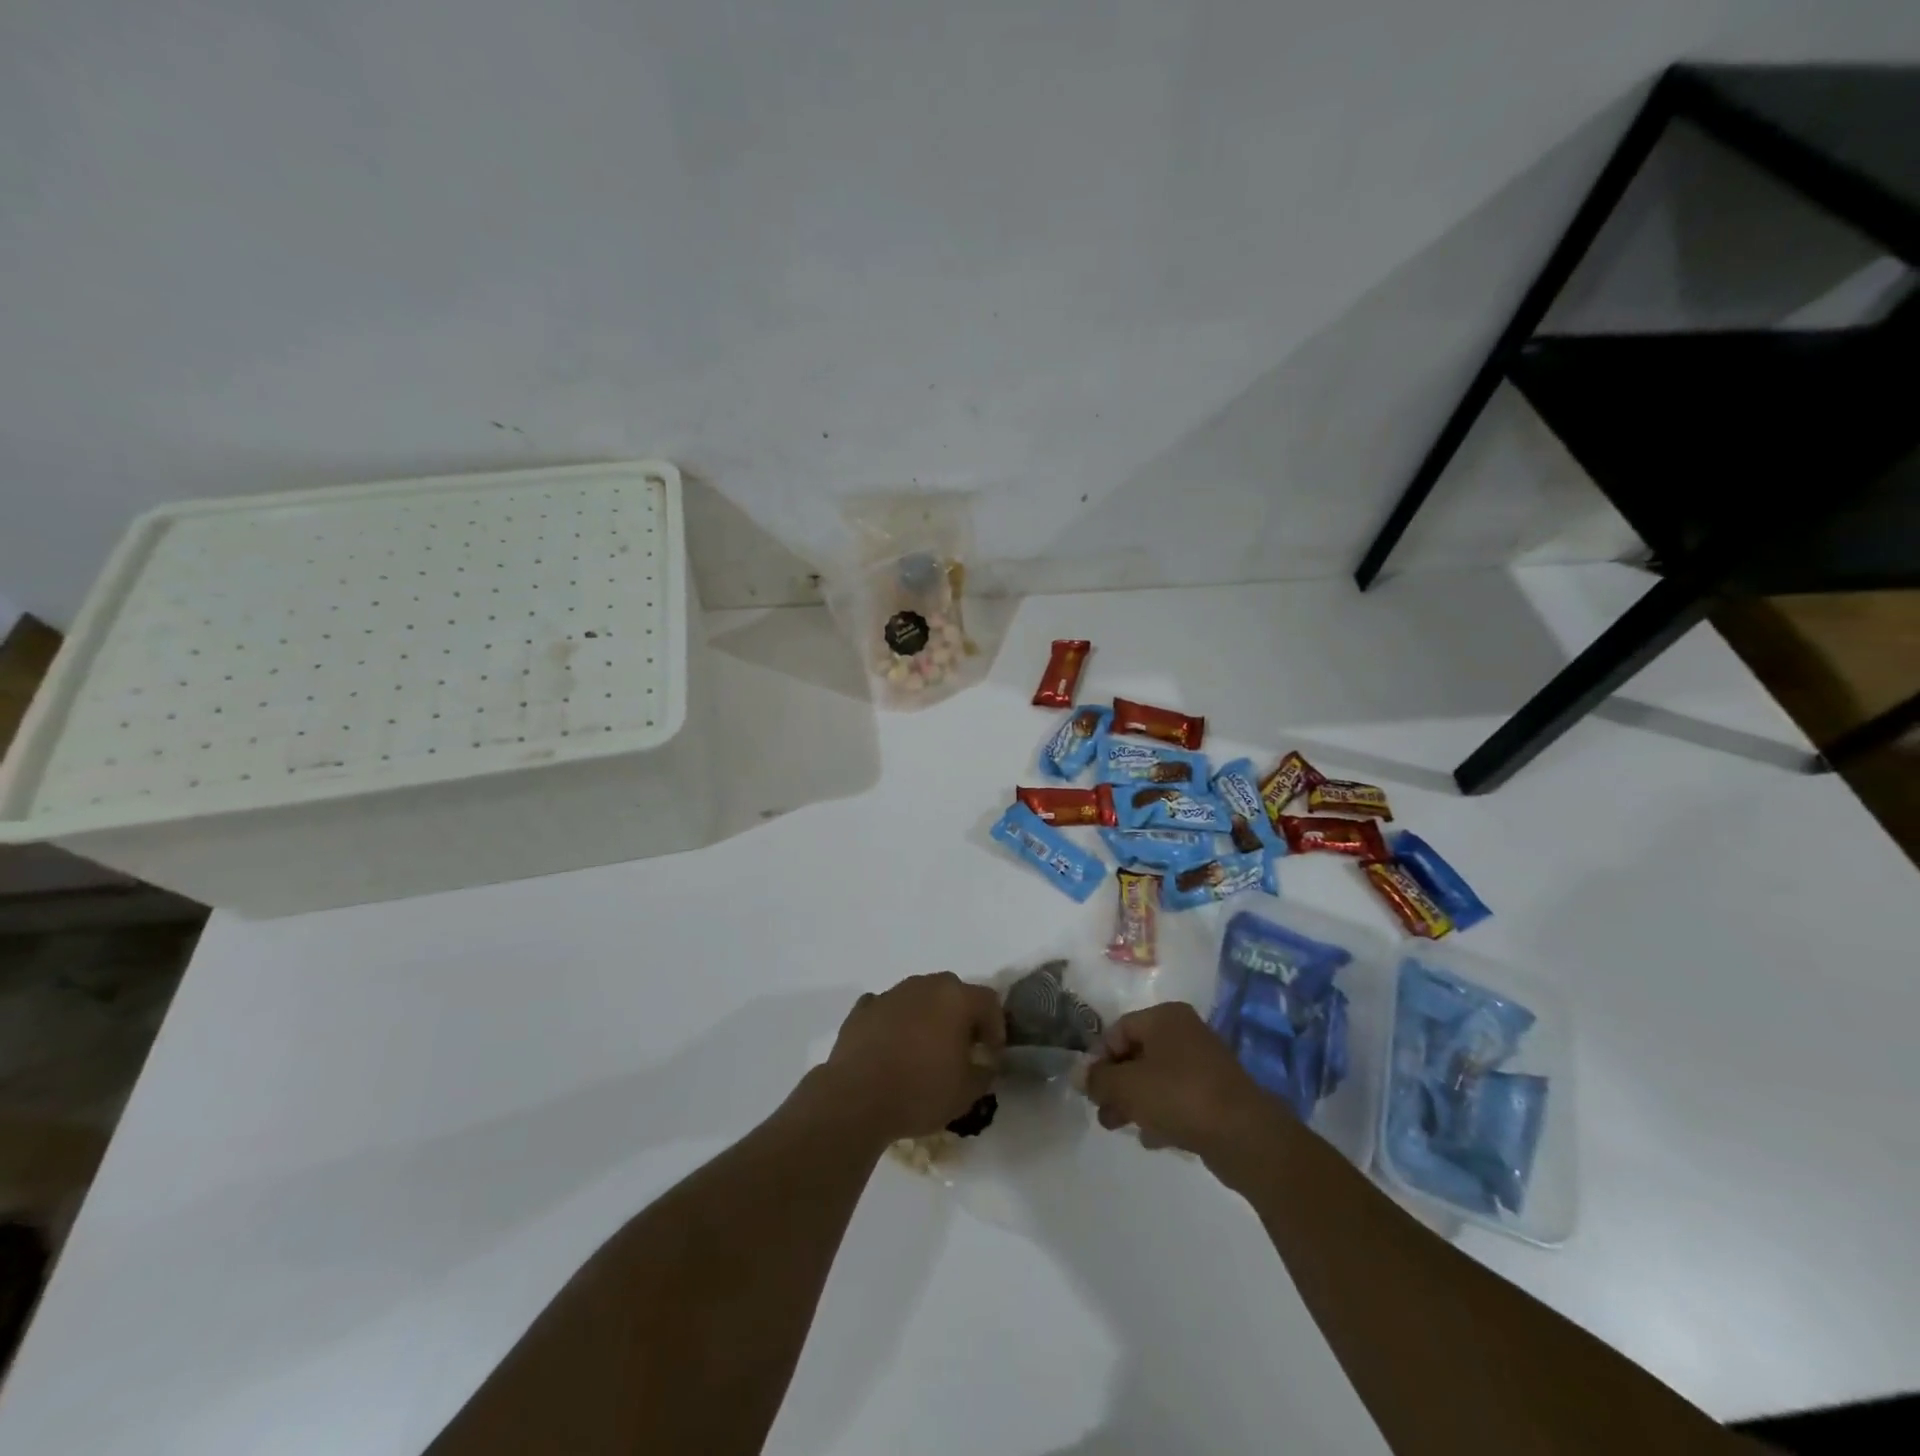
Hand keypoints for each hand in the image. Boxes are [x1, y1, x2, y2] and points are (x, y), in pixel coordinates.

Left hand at [819, 973, 1004, 1143]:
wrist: (856, 1098)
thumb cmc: (920, 1092)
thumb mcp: (967, 1092)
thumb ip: (985, 1071)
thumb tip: (985, 1062)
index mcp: (955, 998)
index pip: (989, 1001)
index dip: (996, 1027)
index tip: (991, 1055)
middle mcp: (924, 985)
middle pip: (953, 992)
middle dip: (962, 1017)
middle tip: (961, 1049)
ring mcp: (891, 994)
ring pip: (919, 997)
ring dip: (928, 1017)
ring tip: (924, 1050)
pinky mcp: (863, 1009)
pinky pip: (888, 1009)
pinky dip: (895, 1022)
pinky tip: (892, 1047)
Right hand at [1083, 1002, 1283, 1172]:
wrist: (1245, 1136)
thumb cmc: (1179, 1097)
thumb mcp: (1127, 1086)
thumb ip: (1098, 1080)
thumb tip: (1079, 1076)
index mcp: (1165, 1017)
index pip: (1118, 1030)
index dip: (1099, 1058)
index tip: (1090, 1089)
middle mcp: (1186, 1031)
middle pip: (1137, 1054)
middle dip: (1116, 1084)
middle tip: (1102, 1112)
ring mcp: (1204, 1062)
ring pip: (1157, 1078)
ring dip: (1135, 1101)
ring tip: (1120, 1127)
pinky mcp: (1217, 1093)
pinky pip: (1178, 1097)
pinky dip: (1161, 1113)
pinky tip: (1152, 1139)